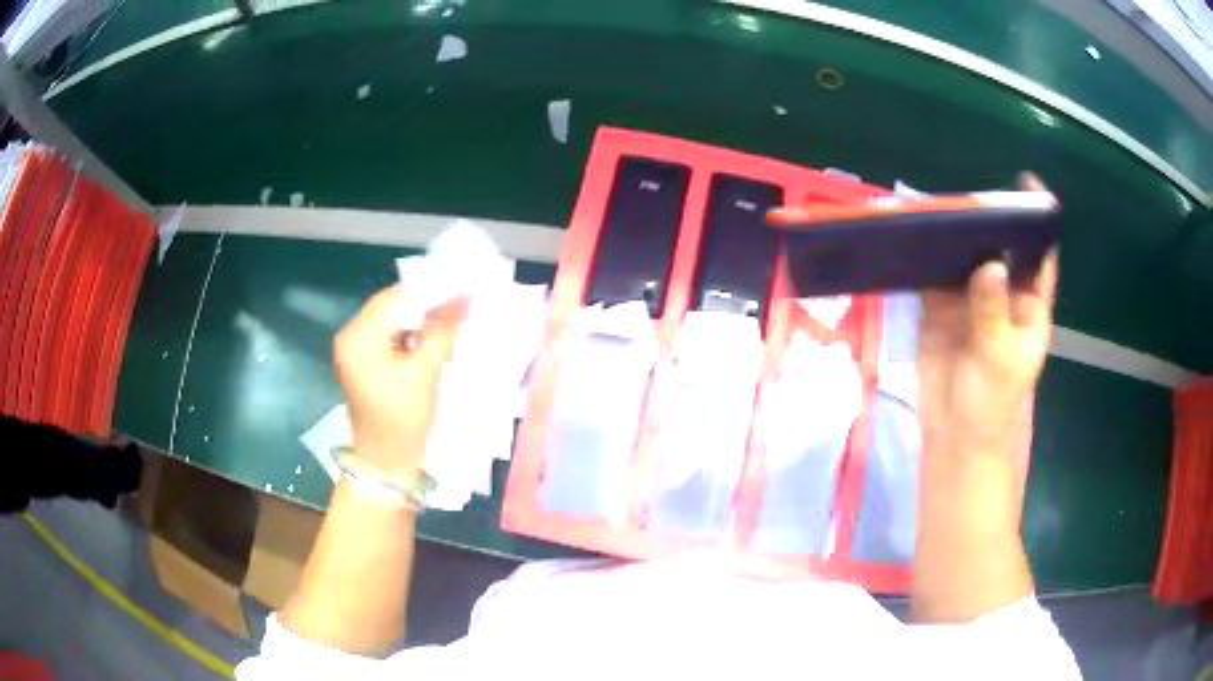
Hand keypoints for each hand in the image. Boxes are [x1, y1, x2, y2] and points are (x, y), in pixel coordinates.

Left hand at [333, 285, 466, 476]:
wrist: (386, 464)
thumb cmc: (402, 421)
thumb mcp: (424, 374)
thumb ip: (443, 331)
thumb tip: (466, 297)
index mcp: (358, 337)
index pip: (396, 298)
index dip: (431, 290)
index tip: (465, 286)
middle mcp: (351, 336)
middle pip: (393, 306)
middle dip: (427, 303)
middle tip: (463, 300)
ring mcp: (357, 349)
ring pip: (395, 319)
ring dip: (422, 317)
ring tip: (453, 316)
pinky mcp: (366, 361)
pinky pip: (392, 335)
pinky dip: (414, 333)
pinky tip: (435, 336)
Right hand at [917, 174, 1058, 459]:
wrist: (954, 435)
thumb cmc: (992, 402)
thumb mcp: (1000, 358)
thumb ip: (994, 311)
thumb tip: (989, 262)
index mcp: (1029, 305)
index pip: (1040, 257)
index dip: (1038, 222)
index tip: (1028, 186)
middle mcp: (1001, 294)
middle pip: (998, 247)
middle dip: (987, 220)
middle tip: (968, 194)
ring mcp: (969, 300)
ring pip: (963, 258)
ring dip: (952, 235)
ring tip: (936, 206)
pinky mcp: (938, 308)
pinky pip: (932, 275)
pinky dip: (923, 257)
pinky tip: (913, 237)